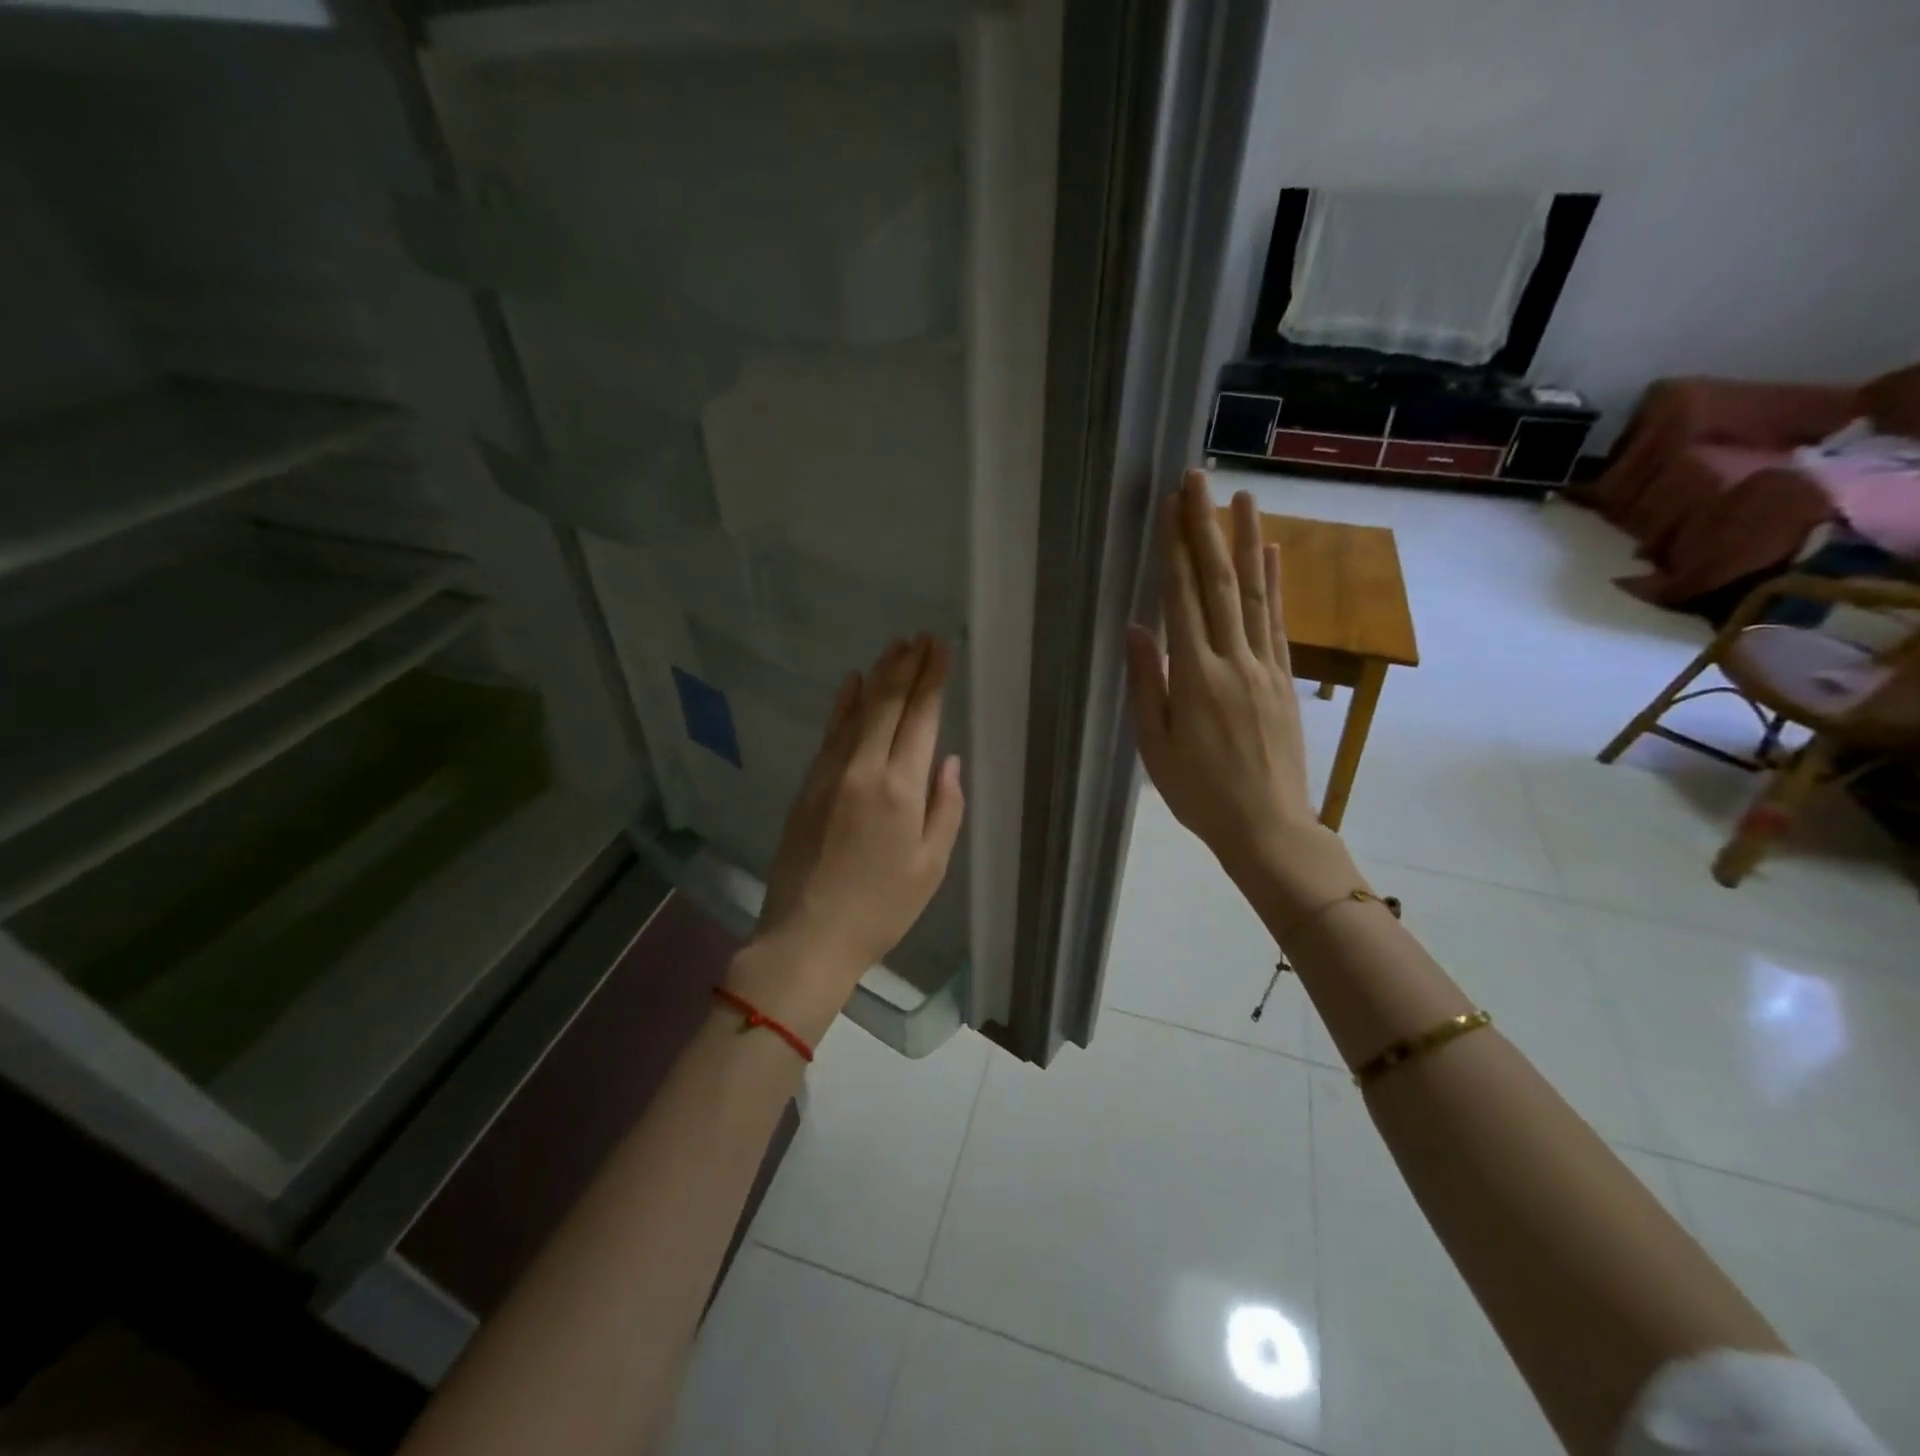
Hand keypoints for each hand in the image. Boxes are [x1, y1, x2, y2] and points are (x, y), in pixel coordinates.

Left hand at [745, 636, 965, 1009]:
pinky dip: (844, 704)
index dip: (932, 679)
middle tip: (921, 638)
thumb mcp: (931, 866)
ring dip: (878, 676)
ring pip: (858, 711)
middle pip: (888, 704)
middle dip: (907, 666)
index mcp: (900, 789)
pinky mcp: (808, 785)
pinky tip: (853, 683)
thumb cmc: (881, 908)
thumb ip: (945, 807)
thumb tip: (948, 760)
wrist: (808, 935)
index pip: (920, 718)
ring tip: (895, 648)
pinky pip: (830, 733)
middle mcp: (864, 769)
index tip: (940, 648)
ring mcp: (830, 773)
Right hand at [1125, 470, 1351, 907]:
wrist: (1268, 827)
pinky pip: (1278, 622)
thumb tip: (1137, 628)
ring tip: (1244, 497)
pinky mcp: (1285, 680)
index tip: (1170, 507)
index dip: (1175, 550)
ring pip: (1256, 594)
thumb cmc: (1200, 793)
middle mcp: (1234, 661)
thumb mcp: (1155, 746)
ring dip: (1248, 541)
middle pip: (1221, 583)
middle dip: (1207, 528)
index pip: (1183, 600)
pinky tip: (1273, 554)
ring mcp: (1266, 667)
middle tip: (1200, 479)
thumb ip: (1147, 684)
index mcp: (1195, 679)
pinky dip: (1276, 584)